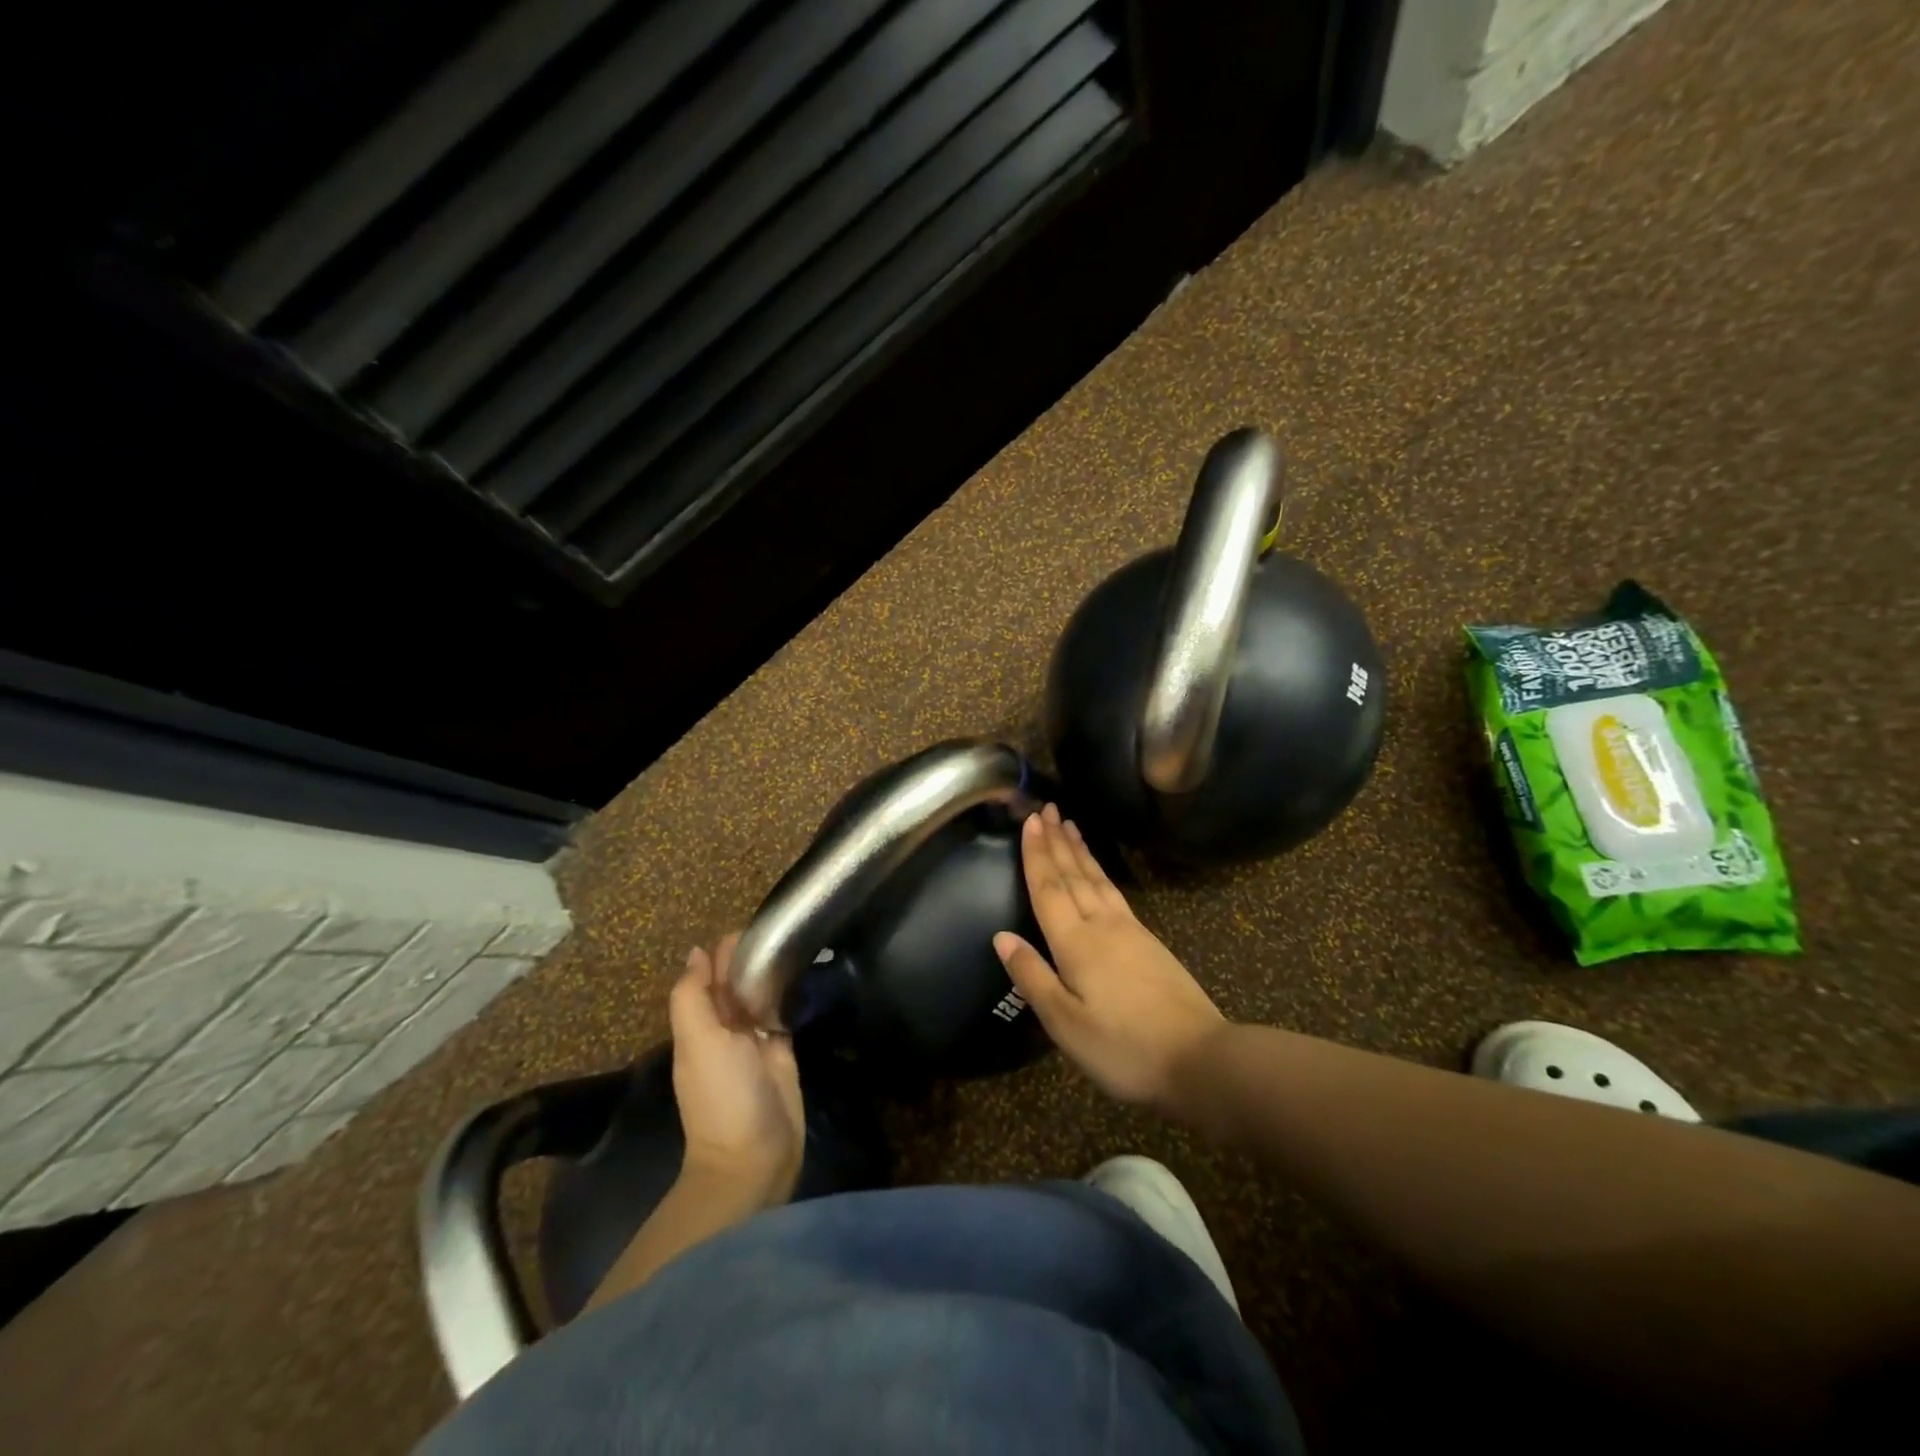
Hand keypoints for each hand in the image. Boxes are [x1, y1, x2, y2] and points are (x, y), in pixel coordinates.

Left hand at [670, 933, 804, 1205]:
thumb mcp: (699, 1042)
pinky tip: (804, 972)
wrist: (754, 1158)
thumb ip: (693, 997)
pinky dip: (789, 995)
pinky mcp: (784, 1051)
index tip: (753, 925)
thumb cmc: (723, 1095)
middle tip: (782, 928)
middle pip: (738, 983)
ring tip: (796, 941)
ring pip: (762, 995)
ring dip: (772, 973)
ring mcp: (756, 1041)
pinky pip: (784, 1014)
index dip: (725, 951)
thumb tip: (697, 952)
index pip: (710, 976)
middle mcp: (726, 1028)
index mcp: (700, 1024)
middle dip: (752, 957)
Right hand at [994, 804, 1227, 1113]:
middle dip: (1057, 841)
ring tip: (1070, 826)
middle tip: (1047, 808)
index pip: (1049, 888)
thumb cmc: (1123, 1048)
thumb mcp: (1066, 1023)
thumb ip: (1032, 976)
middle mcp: (1101, 926)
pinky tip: (1099, 873)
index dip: (1037, 854)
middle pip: (1073, 875)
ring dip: (1080, 851)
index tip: (1030, 820)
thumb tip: (1001, 936)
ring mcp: (1130, 931)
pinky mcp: (1149, 942)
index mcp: (1075, 943)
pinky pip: (1115, 892)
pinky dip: (1101, 873)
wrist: (1199, 1059)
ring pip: (1097, 880)